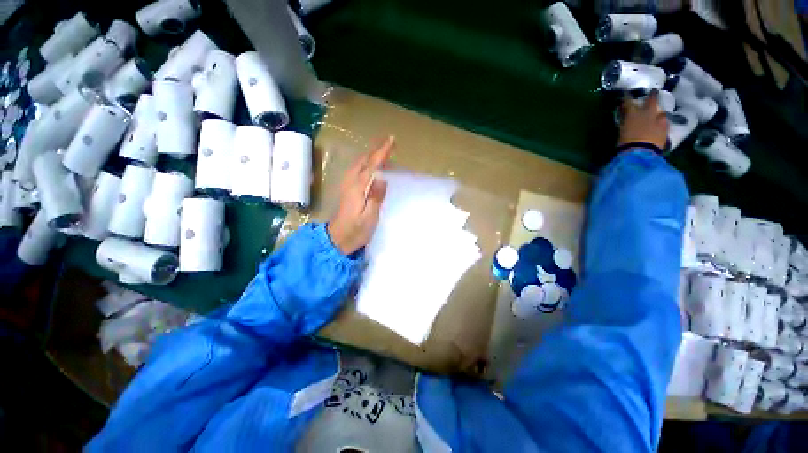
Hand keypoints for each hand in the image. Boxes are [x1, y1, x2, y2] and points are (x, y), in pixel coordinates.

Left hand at [327, 136, 393, 254]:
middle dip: (376, 149)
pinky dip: (366, 163)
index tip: (391, 140)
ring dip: (371, 155)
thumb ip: (376, 196)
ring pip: (359, 163)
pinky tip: (372, 167)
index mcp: (358, 187)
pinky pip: (357, 170)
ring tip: (383, 152)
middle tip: (389, 142)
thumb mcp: (370, 216)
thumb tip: (381, 176)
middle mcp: (351, 182)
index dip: (382, 152)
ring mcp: (347, 185)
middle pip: (363, 160)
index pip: (372, 165)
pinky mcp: (347, 189)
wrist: (338, 239)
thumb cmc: (356, 230)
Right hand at [618, 90, 668, 149]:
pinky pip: (664, 124)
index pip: (628, 102)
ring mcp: (659, 121)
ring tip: (658, 113)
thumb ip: (624, 124)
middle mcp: (648, 113)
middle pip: (651, 102)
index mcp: (633, 113)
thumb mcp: (621, 133)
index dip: (627, 98)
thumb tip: (625, 120)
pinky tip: (661, 125)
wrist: (640, 154)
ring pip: (661, 113)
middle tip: (653, 93)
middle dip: (651, 97)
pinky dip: (662, 124)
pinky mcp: (666, 131)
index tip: (626, 94)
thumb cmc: (625, 144)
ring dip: (659, 112)